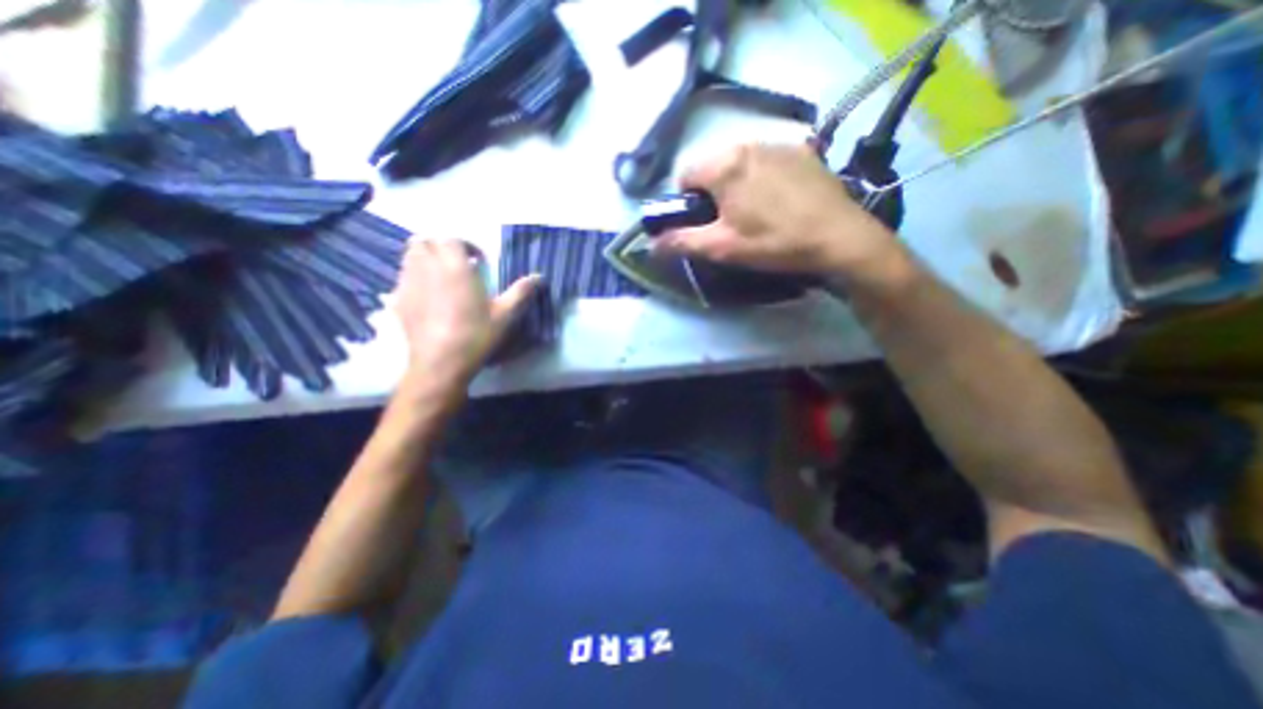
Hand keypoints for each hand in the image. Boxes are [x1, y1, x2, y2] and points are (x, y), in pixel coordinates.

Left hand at [397, 238, 538, 393]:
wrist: (440, 364)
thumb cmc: (475, 336)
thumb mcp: (505, 315)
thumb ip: (521, 292)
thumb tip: (540, 277)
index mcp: (454, 268)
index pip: (452, 239)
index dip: (467, 245)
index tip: (479, 261)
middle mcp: (426, 269)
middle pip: (424, 242)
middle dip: (440, 247)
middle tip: (457, 264)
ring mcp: (408, 284)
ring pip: (408, 257)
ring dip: (425, 259)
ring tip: (442, 278)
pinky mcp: (398, 302)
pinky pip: (402, 279)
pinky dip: (415, 279)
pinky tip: (429, 298)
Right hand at [663, 142, 895, 279]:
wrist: (839, 238)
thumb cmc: (773, 243)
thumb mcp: (722, 248)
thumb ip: (682, 242)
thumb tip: (651, 245)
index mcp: (725, 164)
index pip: (685, 173)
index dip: (686, 201)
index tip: (702, 222)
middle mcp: (749, 142)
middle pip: (713, 166)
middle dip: (712, 192)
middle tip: (729, 221)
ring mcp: (779, 143)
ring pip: (740, 162)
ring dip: (737, 184)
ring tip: (756, 212)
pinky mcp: (804, 150)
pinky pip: (768, 160)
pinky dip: (763, 177)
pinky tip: (780, 201)